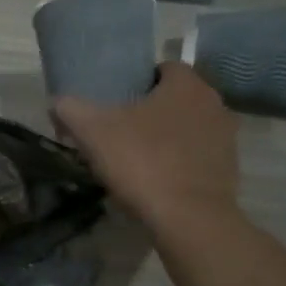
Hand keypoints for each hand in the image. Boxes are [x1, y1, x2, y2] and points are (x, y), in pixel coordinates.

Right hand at [54, 62, 238, 230]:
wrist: (188, 217)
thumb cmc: (142, 162)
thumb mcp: (91, 132)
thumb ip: (70, 109)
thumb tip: (57, 102)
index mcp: (186, 85)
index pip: (164, 67)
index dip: (138, 80)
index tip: (115, 99)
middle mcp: (213, 104)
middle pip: (176, 98)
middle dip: (150, 109)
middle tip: (119, 127)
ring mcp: (226, 137)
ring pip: (187, 126)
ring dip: (166, 135)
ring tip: (135, 155)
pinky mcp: (228, 168)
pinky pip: (197, 154)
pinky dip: (178, 160)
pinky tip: (155, 178)